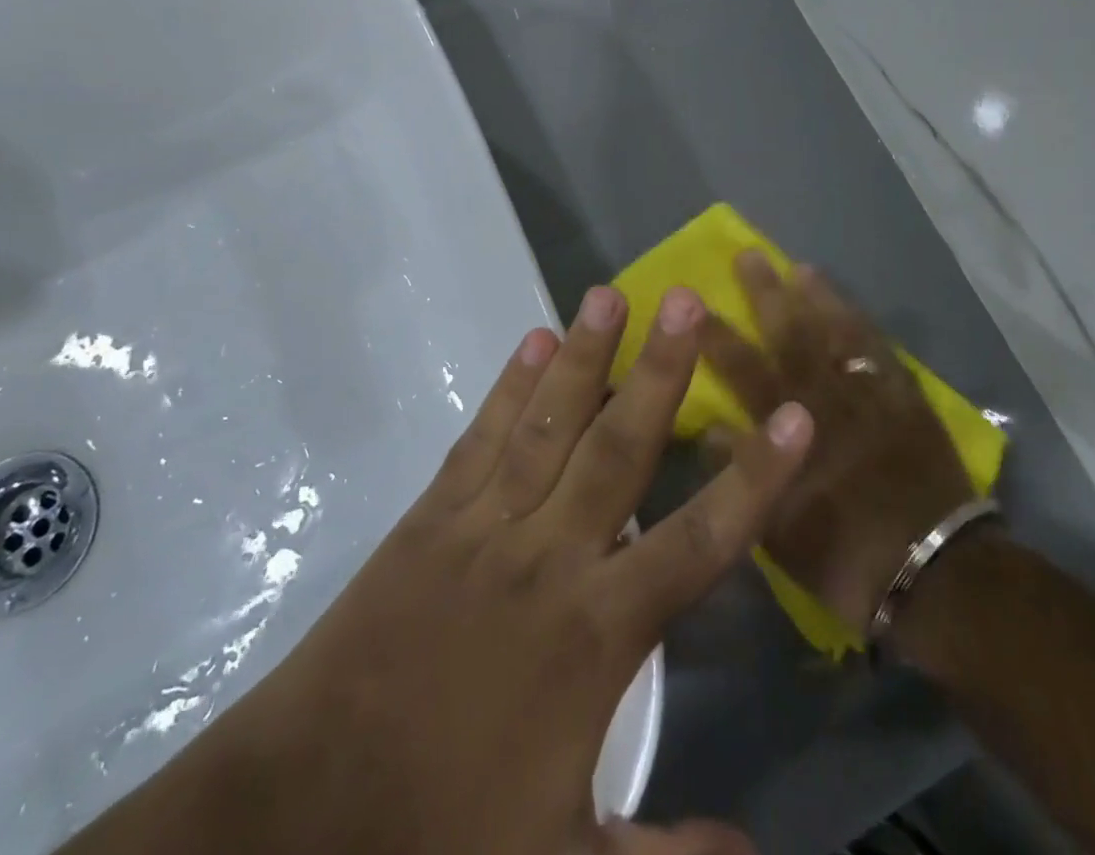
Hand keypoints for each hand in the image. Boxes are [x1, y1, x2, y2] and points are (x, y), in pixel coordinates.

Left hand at [61, 284, 812, 854]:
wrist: (299, 817)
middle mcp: (550, 556)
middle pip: (620, 448)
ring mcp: (485, 525)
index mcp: (596, 632)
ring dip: (584, 355)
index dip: (754, 477)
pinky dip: (510, 385)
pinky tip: (533, 340)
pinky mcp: (432, 516)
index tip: (795, 415)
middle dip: (662, 371)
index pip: (699, 540)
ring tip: (611, 294)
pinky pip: (482, 437)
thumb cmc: (440, 834)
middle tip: (688, 301)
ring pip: (548, 423)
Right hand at [700, 253, 972, 635]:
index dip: (715, 336)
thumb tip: (708, 429)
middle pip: (792, 335)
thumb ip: (742, 473)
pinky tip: (852, 309)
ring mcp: (871, 394)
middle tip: (749, 255)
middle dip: (767, 293)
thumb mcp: (778, 529)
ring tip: (800, 267)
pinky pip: (883, 351)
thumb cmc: (847, 557)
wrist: (938, 574)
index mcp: (792, 430)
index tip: (693, 304)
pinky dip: (865, 326)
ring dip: (819, 298)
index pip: (743, 370)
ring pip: (840, 332)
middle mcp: (829, 400)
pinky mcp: (907, 399)